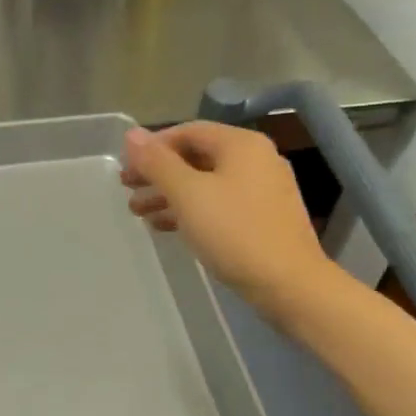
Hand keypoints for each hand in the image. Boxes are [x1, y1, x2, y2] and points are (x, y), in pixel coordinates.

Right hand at [121, 122, 332, 314]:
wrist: (288, 284)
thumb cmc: (234, 232)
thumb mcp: (188, 194)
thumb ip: (157, 163)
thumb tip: (131, 134)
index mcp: (241, 144)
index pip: (188, 131)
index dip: (152, 146)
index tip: (126, 168)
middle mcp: (256, 159)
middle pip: (196, 157)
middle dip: (158, 173)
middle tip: (127, 190)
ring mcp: (263, 189)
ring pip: (206, 183)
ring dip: (170, 195)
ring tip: (139, 213)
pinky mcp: (263, 217)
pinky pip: (220, 203)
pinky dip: (191, 210)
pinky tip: (167, 227)